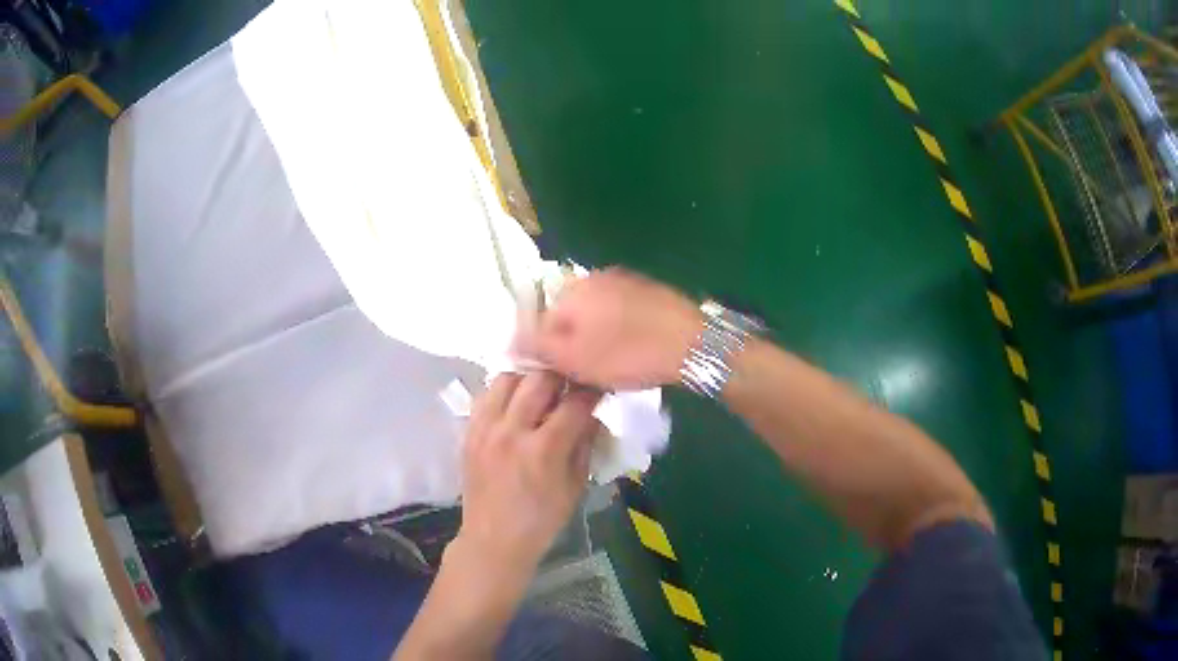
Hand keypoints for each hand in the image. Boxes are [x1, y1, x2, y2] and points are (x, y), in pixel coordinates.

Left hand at [455, 372, 602, 574]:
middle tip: (570, 385)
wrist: (493, 540)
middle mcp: (512, 432)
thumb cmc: (541, 520)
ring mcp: (485, 429)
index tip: (599, 387)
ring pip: (507, 378)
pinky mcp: (469, 432)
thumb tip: (594, 414)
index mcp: (543, 450)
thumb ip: (585, 445)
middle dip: (561, 376)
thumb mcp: (575, 486)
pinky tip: (515, 405)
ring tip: (540, 392)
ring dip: (529, 379)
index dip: (592, 392)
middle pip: (539, 379)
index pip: (575, 404)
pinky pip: (486, 396)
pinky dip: (504, 393)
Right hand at [532, 268, 701, 389]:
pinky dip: (619, 330)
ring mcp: (623, 280)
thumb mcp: (575, 359)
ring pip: (594, 315)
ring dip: (596, 338)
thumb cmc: (629, 354)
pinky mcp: (647, 289)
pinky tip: (634, 350)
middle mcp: (593, 278)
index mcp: (571, 292)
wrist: (693, 342)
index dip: (548, 354)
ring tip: (614, 365)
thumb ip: (537, 348)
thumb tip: (509, 343)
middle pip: (568, 317)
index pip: (540, 324)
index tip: (565, 376)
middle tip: (589, 373)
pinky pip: (619, 312)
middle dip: (573, 345)